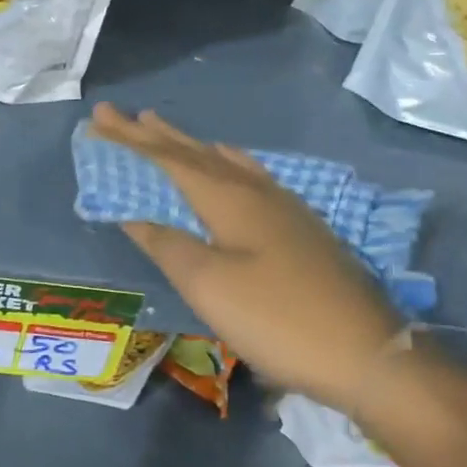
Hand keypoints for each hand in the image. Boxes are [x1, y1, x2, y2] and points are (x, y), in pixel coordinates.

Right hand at [91, 103, 403, 412]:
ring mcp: (283, 206)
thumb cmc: (278, 319)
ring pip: (223, 161)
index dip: (130, 140)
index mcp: (229, 198)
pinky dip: (224, 161)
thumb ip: (168, 244)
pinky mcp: (298, 226)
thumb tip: (135, 212)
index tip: (99, 118)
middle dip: (153, 135)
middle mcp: (255, 190)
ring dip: (188, 145)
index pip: (168, 159)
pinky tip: (229, 163)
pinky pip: (247, 174)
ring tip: (162, 128)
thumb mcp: (210, 285)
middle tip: (119, 115)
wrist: (366, 352)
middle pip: (195, 153)